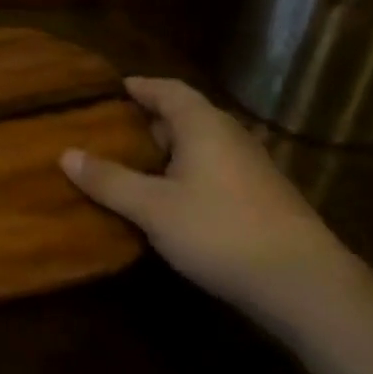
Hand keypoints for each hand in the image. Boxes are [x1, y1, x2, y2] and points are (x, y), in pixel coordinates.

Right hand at [61, 78, 358, 325]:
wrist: (307, 287)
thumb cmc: (221, 231)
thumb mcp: (152, 207)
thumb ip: (109, 180)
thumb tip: (66, 153)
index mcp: (203, 125)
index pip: (167, 89)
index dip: (138, 87)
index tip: (110, 90)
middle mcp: (229, 136)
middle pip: (183, 116)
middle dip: (148, 121)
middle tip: (110, 131)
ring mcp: (251, 168)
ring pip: (200, 146)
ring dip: (168, 151)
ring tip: (132, 165)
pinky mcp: (263, 199)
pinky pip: (214, 171)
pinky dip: (186, 174)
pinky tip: (170, 200)